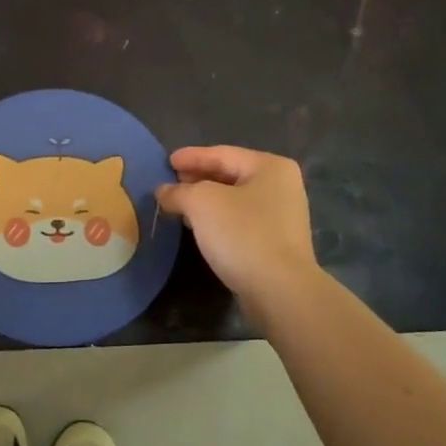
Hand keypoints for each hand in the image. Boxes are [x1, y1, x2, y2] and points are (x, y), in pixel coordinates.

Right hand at [155, 146, 319, 319]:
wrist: (280, 291)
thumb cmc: (243, 234)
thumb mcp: (202, 203)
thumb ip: (179, 192)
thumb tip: (163, 192)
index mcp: (270, 167)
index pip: (222, 154)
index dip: (191, 157)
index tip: (166, 161)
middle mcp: (282, 187)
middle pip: (230, 175)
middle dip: (198, 179)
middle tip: (170, 183)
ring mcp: (282, 217)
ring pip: (234, 200)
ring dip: (205, 201)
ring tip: (178, 205)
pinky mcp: (277, 244)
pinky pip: (240, 222)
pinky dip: (218, 220)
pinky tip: (199, 228)